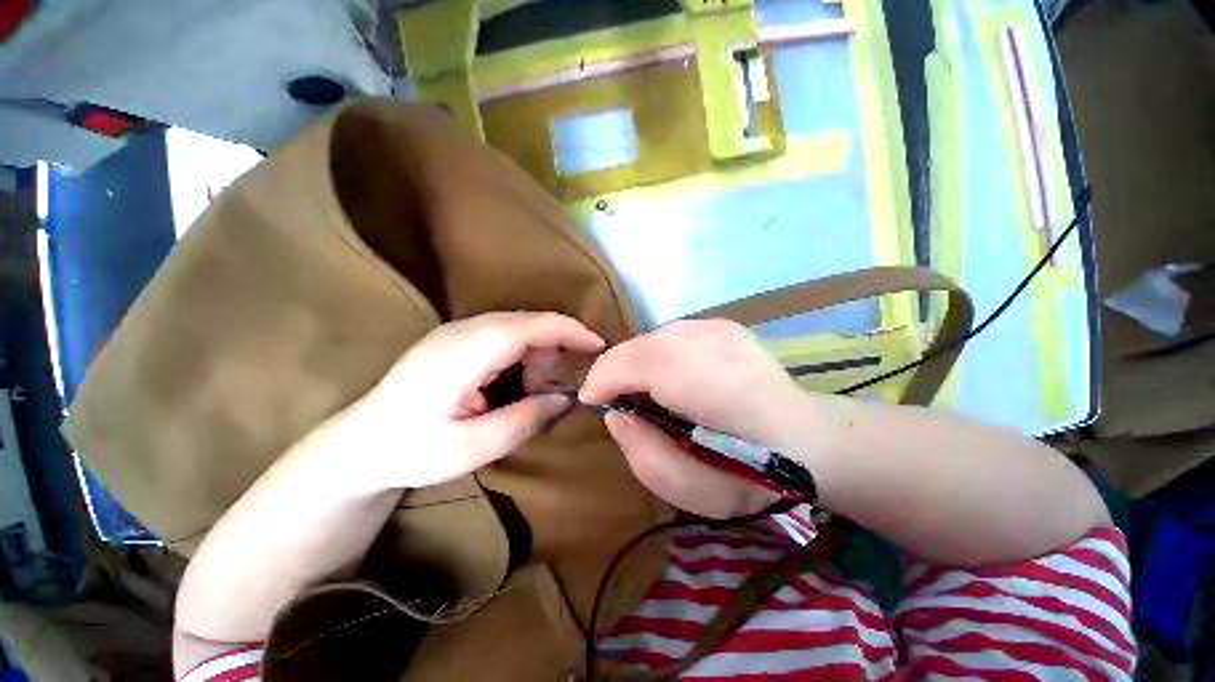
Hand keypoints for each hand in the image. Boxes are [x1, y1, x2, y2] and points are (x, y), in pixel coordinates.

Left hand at [345, 312, 604, 489]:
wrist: (359, 446)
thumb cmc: (411, 450)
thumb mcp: (472, 448)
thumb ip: (525, 420)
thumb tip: (567, 399)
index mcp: (466, 352)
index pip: (531, 325)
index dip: (570, 330)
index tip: (599, 345)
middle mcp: (463, 329)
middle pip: (529, 324)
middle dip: (550, 355)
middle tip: (542, 396)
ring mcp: (457, 330)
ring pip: (519, 328)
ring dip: (534, 359)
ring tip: (520, 396)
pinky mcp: (456, 338)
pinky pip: (505, 335)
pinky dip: (520, 357)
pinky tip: (507, 386)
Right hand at [579, 320, 815, 517]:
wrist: (811, 440)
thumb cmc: (755, 476)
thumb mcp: (698, 493)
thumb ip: (645, 456)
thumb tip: (616, 416)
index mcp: (711, 382)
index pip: (636, 358)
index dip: (604, 376)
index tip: (593, 401)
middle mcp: (715, 341)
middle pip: (642, 343)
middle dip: (619, 370)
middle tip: (620, 400)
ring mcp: (721, 327)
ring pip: (655, 337)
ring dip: (640, 363)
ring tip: (647, 391)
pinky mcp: (724, 325)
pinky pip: (673, 336)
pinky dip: (660, 355)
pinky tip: (675, 378)